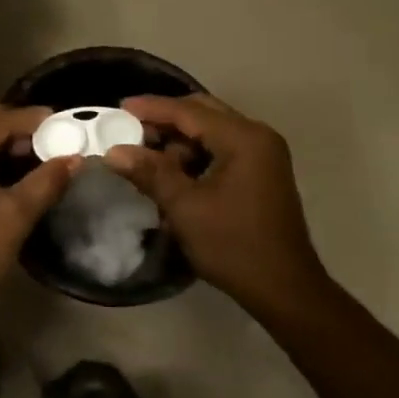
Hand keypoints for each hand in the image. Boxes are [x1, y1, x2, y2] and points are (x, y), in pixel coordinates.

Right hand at [105, 94, 328, 316]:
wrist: (284, 289)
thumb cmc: (233, 245)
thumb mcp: (185, 207)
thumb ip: (150, 173)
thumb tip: (114, 152)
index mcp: (243, 138)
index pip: (189, 111)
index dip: (151, 108)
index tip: (119, 108)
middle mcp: (257, 136)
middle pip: (202, 113)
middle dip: (165, 121)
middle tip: (130, 131)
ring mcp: (263, 154)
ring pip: (212, 132)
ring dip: (180, 142)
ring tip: (149, 162)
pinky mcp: (262, 172)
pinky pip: (222, 149)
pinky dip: (196, 157)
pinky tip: (174, 177)